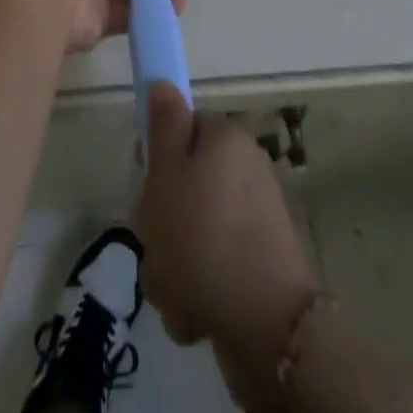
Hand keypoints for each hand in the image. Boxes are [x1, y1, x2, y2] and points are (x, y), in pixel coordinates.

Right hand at [136, 83, 318, 411]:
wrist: (267, 330)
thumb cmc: (202, 237)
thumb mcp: (166, 173)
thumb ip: (162, 125)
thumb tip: (163, 82)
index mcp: (227, 139)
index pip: (181, 128)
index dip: (156, 154)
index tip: (144, 181)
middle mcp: (246, 170)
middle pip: (184, 183)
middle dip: (161, 220)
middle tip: (155, 239)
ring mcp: (256, 221)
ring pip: (192, 231)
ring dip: (173, 261)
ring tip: (173, 287)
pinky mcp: (260, 268)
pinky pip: (213, 266)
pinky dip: (197, 288)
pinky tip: (193, 312)